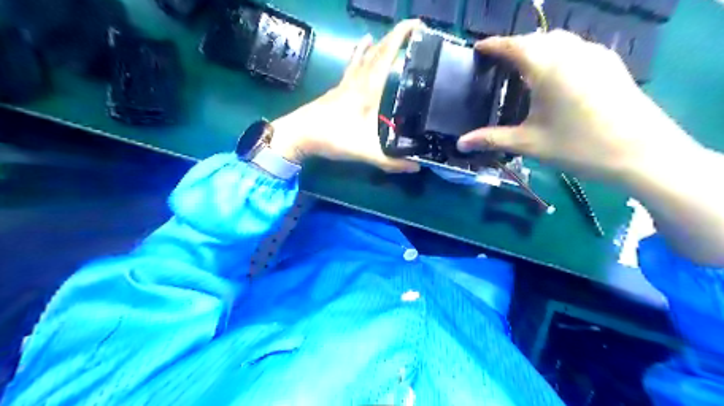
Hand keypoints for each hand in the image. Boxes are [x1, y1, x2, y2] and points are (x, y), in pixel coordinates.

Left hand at [269, 21, 421, 172]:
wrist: (299, 135)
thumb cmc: (333, 138)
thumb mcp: (366, 152)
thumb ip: (391, 161)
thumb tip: (416, 167)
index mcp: (367, 90)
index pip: (386, 56)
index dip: (401, 37)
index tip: (416, 23)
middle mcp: (356, 82)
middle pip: (375, 53)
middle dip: (392, 38)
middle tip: (407, 29)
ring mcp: (343, 86)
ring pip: (360, 59)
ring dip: (371, 47)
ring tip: (376, 36)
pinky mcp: (334, 93)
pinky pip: (350, 70)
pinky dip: (356, 60)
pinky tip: (355, 63)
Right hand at [457, 31, 701, 178]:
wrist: (642, 153)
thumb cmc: (578, 146)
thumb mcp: (529, 143)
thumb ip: (492, 139)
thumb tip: (460, 143)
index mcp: (548, 67)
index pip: (513, 45)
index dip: (493, 45)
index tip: (478, 48)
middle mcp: (571, 52)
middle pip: (536, 39)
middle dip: (514, 46)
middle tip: (498, 64)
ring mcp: (595, 55)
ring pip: (559, 41)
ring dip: (537, 48)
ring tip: (523, 68)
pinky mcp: (610, 64)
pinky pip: (576, 48)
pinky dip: (557, 53)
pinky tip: (554, 75)